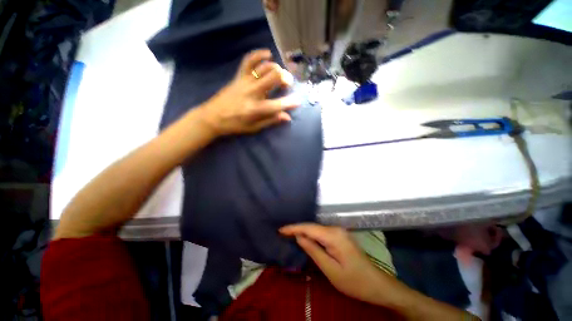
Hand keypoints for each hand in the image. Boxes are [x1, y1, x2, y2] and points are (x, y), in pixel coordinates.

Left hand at [200, 49, 299, 135]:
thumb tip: (287, 117)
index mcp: (256, 109)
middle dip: (285, 78)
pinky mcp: (238, 77)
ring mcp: (245, 82)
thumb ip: (271, 121)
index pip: (278, 105)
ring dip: (276, 68)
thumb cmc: (235, 125)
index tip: (298, 102)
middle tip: (289, 83)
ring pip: (264, 68)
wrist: (212, 117)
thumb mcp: (254, 128)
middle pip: (273, 78)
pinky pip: (248, 61)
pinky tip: (267, 54)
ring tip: (281, 73)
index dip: (290, 103)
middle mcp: (252, 93)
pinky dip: (258, 55)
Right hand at [280, 223, 392, 304]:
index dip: (293, 228)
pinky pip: (322, 232)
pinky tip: (304, 237)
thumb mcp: (330, 269)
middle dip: (297, 229)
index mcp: (333, 236)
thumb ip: (313, 250)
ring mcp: (339, 231)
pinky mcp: (340, 236)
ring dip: (303, 231)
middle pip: (312, 226)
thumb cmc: (353, 281)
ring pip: (316, 229)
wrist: (376, 284)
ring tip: (289, 234)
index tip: (280, 230)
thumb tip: (299, 237)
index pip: (309, 228)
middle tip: (282, 232)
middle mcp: (336, 229)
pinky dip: (311, 234)